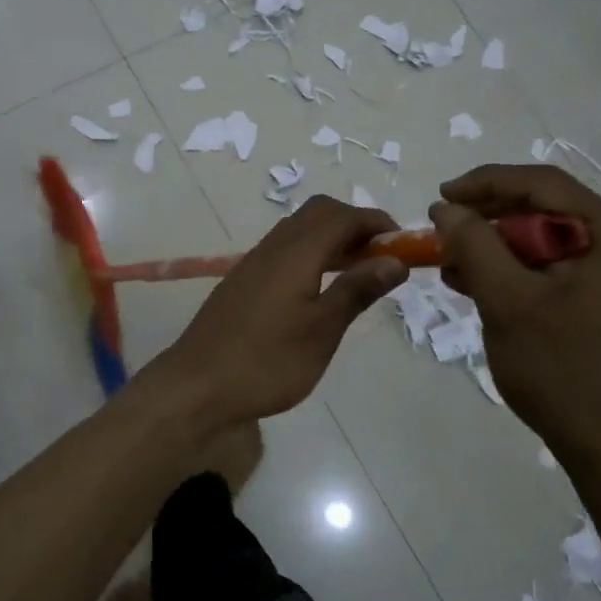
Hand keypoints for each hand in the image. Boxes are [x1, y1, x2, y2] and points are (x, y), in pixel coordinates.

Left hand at [140, 197, 408, 426]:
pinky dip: (311, 255)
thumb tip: (394, 259)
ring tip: (358, 272)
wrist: (197, 386)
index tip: (403, 243)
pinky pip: (283, 250)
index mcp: (295, 253)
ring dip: (331, 239)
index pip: (341, 216)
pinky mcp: (242, 282)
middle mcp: (272, 247)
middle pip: (317, 213)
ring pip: (298, 231)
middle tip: (380, 256)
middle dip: (353, 224)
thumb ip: (356, 289)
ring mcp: (253, 263)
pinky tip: (319, 289)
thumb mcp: (322, 330)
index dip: (375, 222)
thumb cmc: (267, 362)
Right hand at [431, 165, 600, 475]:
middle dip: (490, 220)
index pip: (548, 186)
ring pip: (551, 241)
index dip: (488, 183)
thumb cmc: (563, 375)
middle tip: (444, 234)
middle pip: (551, 212)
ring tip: (454, 266)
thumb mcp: (508, 303)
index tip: (442, 197)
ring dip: (499, 247)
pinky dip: (519, 271)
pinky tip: (481, 285)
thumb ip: (474, 245)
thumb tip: (446, 207)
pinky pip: (560, 269)